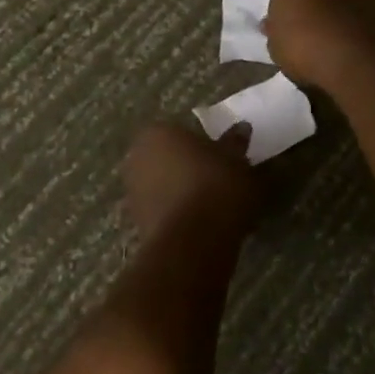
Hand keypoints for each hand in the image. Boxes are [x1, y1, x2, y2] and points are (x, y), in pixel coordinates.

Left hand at [123, 121, 258, 243]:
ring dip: (184, 191)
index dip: (201, 143)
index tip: (220, 154)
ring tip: (215, 203)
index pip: (180, 131)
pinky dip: (181, 214)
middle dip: (189, 166)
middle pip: (169, 158)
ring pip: (165, 185)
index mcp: (158, 133)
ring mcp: (134, 194)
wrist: (194, 244)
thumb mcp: (236, 158)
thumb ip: (235, 142)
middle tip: (218, 176)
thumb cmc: (215, 186)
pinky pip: (165, 211)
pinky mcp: (138, 226)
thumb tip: (241, 129)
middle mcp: (138, 159)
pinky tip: (204, 223)